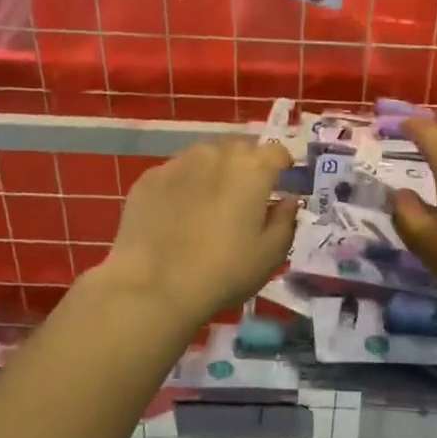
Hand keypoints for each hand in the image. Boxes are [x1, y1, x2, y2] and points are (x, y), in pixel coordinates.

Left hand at [97, 139, 298, 324]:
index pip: (277, 152)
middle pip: (240, 149)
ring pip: (205, 157)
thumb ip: (286, 220)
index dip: (282, 168)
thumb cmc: (223, 272)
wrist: (153, 288)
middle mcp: (216, 154)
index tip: (280, 187)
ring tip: (209, 205)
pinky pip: (176, 173)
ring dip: (214, 172)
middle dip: (247, 167)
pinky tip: (177, 215)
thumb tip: (288, 200)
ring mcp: (178, 162)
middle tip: (245, 199)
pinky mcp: (149, 178)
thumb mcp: (270, 255)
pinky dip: (183, 185)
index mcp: (252, 168)